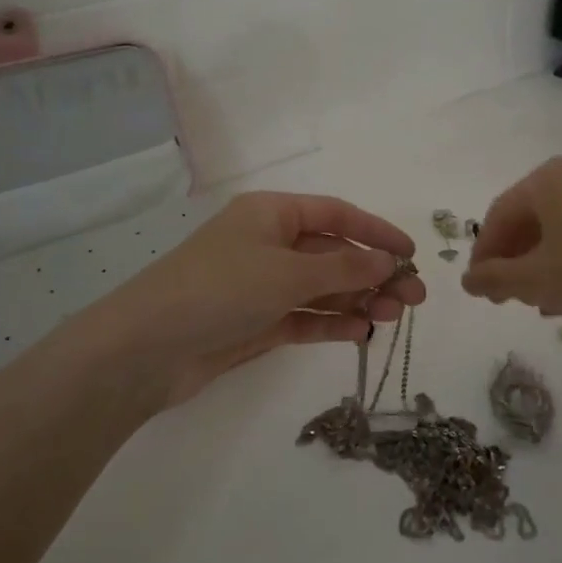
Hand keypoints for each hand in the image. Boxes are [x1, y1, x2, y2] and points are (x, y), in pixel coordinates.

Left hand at [81, 192, 424, 408]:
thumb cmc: (219, 289)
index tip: (412, 253)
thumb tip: (388, 261)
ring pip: (322, 287)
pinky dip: (332, 322)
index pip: (336, 214)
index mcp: (272, 214)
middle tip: (414, 299)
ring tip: (393, 317)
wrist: (147, 348)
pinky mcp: (257, 321)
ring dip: (358, 299)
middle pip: (333, 253)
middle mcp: (269, 244)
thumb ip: (343, 267)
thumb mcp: (287, 272)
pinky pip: (305, 317)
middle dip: (374, 272)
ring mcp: (262, 285)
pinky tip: (361, 332)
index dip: (376, 231)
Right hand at [461, 157, 561, 339]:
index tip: (477, 286)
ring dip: (538, 261)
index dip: (483, 252)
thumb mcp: (533, 280)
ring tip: (534, 300)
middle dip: (512, 257)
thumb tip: (468, 281)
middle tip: (502, 294)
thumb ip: (493, 277)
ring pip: (559, 226)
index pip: (500, 213)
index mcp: (549, 179)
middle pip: (530, 217)